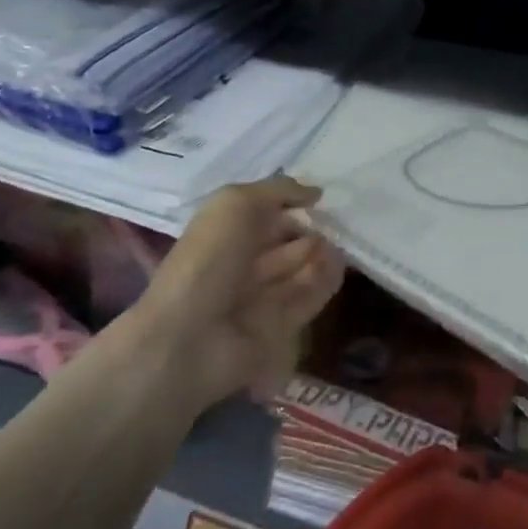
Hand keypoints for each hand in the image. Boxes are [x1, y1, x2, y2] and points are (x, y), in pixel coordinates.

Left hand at [139, 176, 344, 404]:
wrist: (189, 338)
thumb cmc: (209, 259)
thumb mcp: (236, 203)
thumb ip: (279, 190)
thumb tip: (316, 193)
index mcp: (226, 234)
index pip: (266, 213)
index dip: (291, 203)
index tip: (320, 198)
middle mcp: (243, 263)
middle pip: (286, 241)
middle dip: (311, 229)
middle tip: (335, 223)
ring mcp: (261, 297)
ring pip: (300, 268)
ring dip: (322, 254)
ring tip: (338, 244)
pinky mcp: (280, 327)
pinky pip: (309, 297)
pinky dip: (325, 280)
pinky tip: (338, 266)